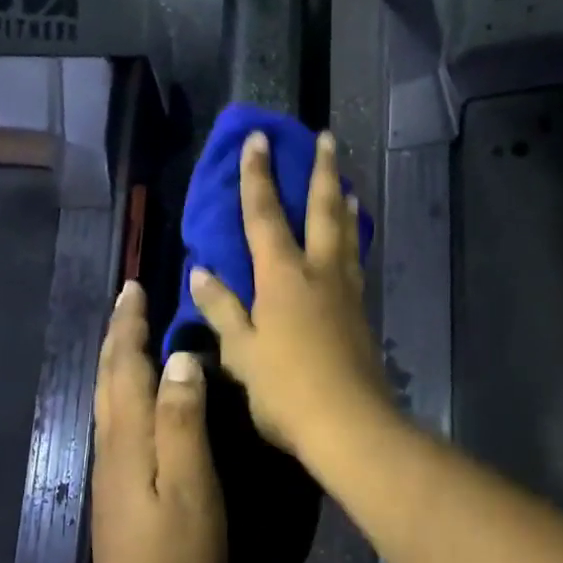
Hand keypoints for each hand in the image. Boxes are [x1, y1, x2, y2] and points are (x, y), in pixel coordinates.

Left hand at [91, 281, 225, 562]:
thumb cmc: (177, 549)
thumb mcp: (191, 483)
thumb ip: (183, 419)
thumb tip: (181, 358)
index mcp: (129, 435)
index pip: (125, 365)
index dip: (129, 325)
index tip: (134, 287)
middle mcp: (112, 442)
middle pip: (108, 375)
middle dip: (117, 333)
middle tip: (128, 299)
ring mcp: (110, 465)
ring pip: (107, 395)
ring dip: (114, 356)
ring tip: (128, 333)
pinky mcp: (117, 482)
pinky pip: (115, 414)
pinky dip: (120, 385)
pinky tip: (133, 393)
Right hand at [189, 129, 390, 456]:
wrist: (349, 424)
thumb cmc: (285, 389)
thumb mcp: (241, 351)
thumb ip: (222, 308)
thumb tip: (201, 271)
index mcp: (282, 276)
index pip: (264, 214)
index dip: (257, 175)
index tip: (258, 139)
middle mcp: (319, 272)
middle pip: (322, 210)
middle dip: (321, 171)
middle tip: (326, 138)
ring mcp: (345, 291)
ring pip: (346, 233)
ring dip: (344, 202)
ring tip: (346, 183)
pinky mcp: (361, 312)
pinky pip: (355, 260)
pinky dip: (352, 239)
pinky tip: (352, 243)